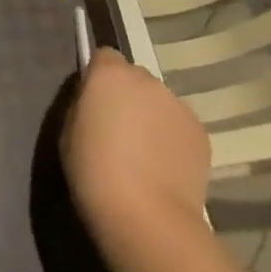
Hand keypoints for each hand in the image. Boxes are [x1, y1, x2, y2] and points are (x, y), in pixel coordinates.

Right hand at [61, 47, 210, 244]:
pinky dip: (171, 138)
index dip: (98, 76)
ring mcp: (179, 105)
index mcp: (110, 74)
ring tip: (143, 154)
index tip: (93, 101)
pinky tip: (163, 167)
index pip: (104, 56)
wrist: (145, 215)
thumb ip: (84, 104)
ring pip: (159, 102)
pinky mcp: (201, 133)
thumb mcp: (69, 130)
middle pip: (135, 78)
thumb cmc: (93, 170)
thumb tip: (97, 101)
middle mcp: (147, 80)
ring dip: (151, 117)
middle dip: (126, 96)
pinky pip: (179, 125)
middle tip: (117, 130)